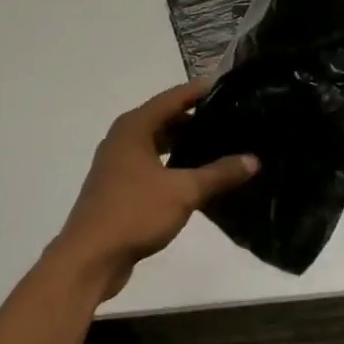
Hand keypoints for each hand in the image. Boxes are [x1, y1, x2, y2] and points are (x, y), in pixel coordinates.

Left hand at [53, 81, 258, 300]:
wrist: (90, 257)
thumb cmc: (134, 212)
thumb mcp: (183, 192)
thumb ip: (218, 174)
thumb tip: (253, 160)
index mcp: (134, 127)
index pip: (172, 98)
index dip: (199, 91)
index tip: (228, 87)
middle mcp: (123, 138)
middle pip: (164, 119)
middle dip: (195, 118)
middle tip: (231, 119)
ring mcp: (118, 163)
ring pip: (158, 143)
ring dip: (184, 144)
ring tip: (220, 146)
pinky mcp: (120, 186)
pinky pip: (152, 164)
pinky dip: (173, 164)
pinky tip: (197, 177)